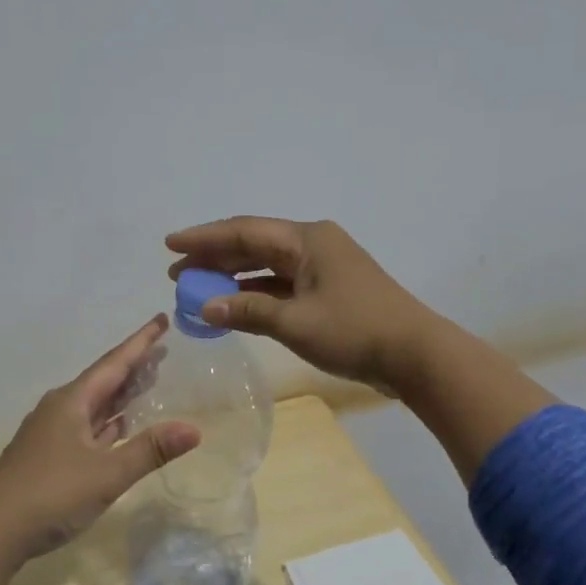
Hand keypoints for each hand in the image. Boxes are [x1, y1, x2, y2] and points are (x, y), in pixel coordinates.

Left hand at [0, 317, 199, 584]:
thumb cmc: (51, 494)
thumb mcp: (107, 473)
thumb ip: (150, 450)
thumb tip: (194, 429)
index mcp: (72, 402)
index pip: (114, 362)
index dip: (141, 342)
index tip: (161, 319)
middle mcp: (60, 409)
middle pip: (104, 379)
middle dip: (134, 365)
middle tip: (163, 351)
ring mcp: (51, 433)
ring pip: (94, 404)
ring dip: (121, 394)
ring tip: (149, 382)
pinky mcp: (48, 456)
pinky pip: (87, 426)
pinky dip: (109, 421)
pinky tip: (121, 426)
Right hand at [168, 216, 554, 480]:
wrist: (415, 354)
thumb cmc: (354, 330)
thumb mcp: (295, 322)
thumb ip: (247, 310)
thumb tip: (204, 306)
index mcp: (307, 239)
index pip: (243, 231)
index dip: (204, 237)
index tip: (169, 244)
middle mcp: (313, 244)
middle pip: (253, 244)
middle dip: (214, 257)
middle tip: (176, 273)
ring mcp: (323, 268)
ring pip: (267, 266)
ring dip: (233, 276)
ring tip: (195, 289)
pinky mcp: (329, 291)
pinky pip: (282, 285)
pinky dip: (255, 294)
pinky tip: (232, 305)